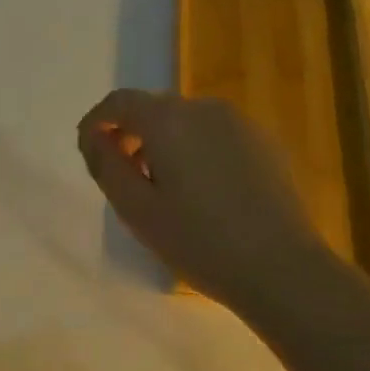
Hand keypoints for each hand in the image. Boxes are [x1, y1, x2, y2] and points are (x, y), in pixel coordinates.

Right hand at [77, 90, 332, 312]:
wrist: (281, 268)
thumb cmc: (199, 242)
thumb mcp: (136, 209)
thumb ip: (106, 164)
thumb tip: (93, 136)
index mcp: (169, 120)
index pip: (120, 102)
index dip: (97, 121)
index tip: (88, 149)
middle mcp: (205, 109)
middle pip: (154, 109)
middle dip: (131, 135)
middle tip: (124, 178)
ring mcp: (240, 124)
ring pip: (186, 122)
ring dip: (164, 144)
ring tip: (163, 190)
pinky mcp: (264, 143)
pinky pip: (215, 136)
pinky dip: (196, 151)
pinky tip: (202, 193)